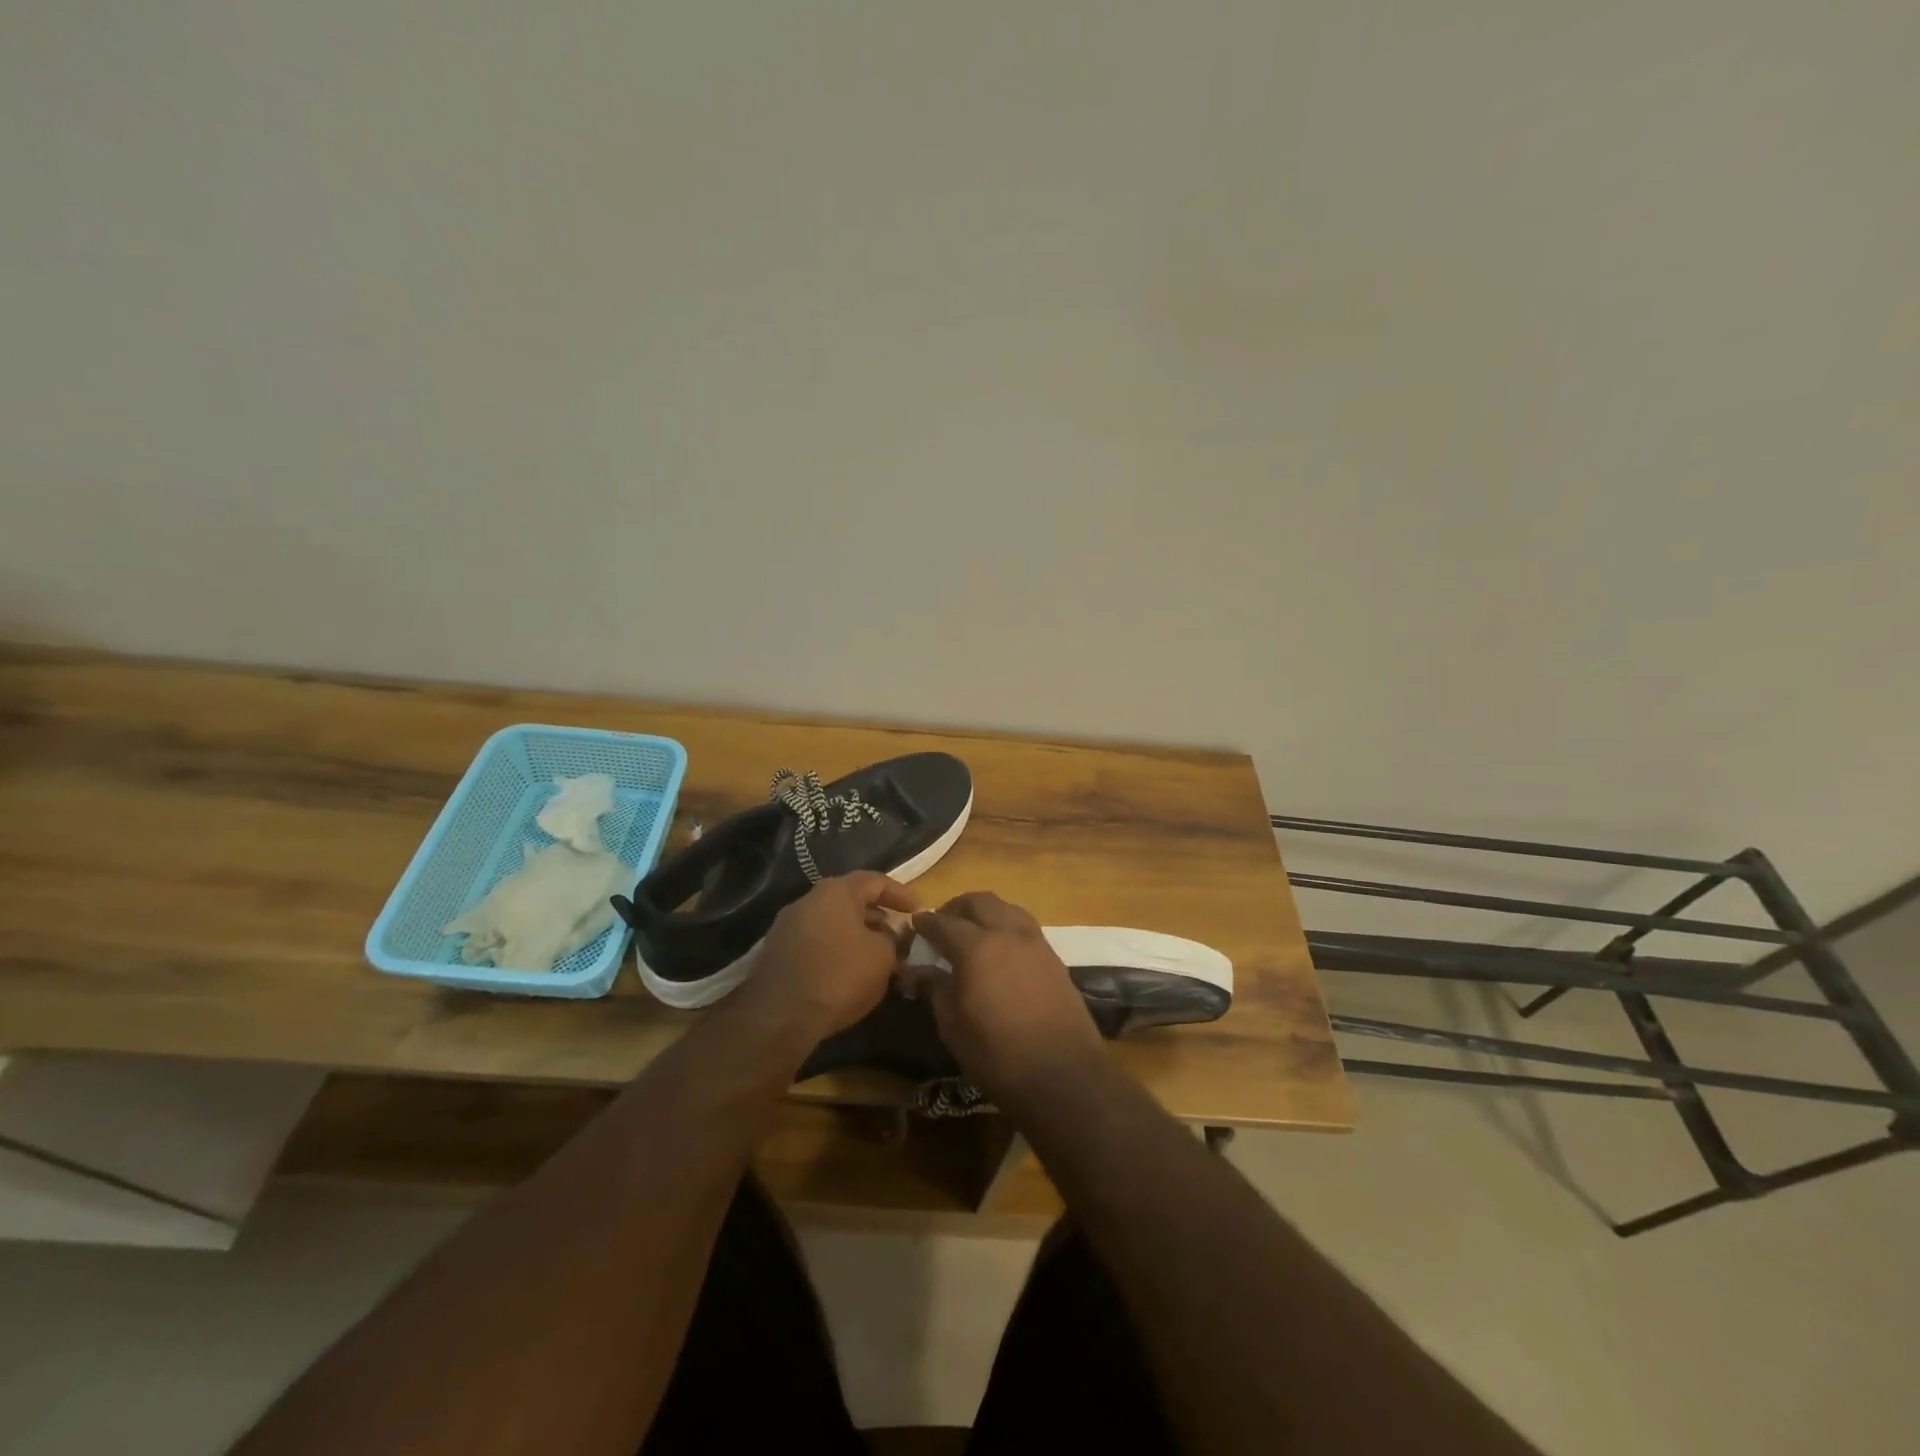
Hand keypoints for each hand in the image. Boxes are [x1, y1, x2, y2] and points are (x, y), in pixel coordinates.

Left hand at [736, 872, 918, 1041]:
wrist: (779, 1017)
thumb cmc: (839, 976)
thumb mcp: (883, 957)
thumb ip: (894, 939)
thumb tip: (892, 935)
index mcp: (835, 891)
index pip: (875, 881)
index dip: (901, 894)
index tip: (919, 910)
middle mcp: (808, 900)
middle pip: (850, 900)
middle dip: (878, 917)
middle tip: (898, 937)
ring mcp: (787, 926)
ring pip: (832, 923)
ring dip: (856, 935)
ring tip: (876, 958)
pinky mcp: (776, 952)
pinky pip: (815, 942)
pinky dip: (835, 950)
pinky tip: (847, 973)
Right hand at [912, 892, 1105, 1106]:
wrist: (1063, 1075)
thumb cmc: (997, 1055)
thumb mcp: (953, 1026)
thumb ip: (936, 989)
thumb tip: (919, 971)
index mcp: (976, 947)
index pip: (944, 922)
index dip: (926, 922)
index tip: (915, 924)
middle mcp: (1007, 933)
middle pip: (979, 902)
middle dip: (956, 907)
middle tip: (942, 924)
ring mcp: (1035, 942)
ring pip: (1006, 907)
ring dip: (985, 912)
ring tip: (972, 931)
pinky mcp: (1054, 956)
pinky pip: (1024, 925)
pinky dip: (1006, 925)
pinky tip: (1000, 948)